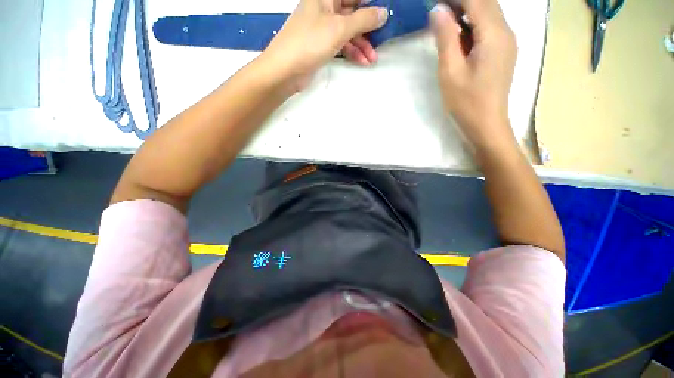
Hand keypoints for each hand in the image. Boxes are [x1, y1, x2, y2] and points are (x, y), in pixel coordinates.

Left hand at [262, 0, 388, 89]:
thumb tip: (383, 12)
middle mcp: (324, 9)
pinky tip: (362, 62)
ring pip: (347, 32)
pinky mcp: (321, 46)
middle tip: (380, 40)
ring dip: (361, 45)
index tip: (383, 15)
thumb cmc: (310, 42)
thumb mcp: (339, 28)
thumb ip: (363, 20)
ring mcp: (322, 29)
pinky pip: (341, 45)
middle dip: (368, 28)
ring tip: (373, 59)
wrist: (286, 70)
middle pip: (352, 13)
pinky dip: (351, 53)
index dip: (369, 4)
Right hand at [430, 0, 516, 151]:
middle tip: (436, 9)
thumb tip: (438, 10)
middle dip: (460, 1)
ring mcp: (507, 41)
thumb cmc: (466, 102)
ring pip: (487, 13)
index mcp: (494, 34)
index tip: (434, 1)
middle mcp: (506, 31)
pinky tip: (457, 32)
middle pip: (484, 2)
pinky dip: (471, 23)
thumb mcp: (450, 71)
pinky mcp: (502, 51)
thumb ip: (446, 38)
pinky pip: (488, 27)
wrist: (487, 124)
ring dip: (465, 10)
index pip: (475, 0)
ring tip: (443, 18)